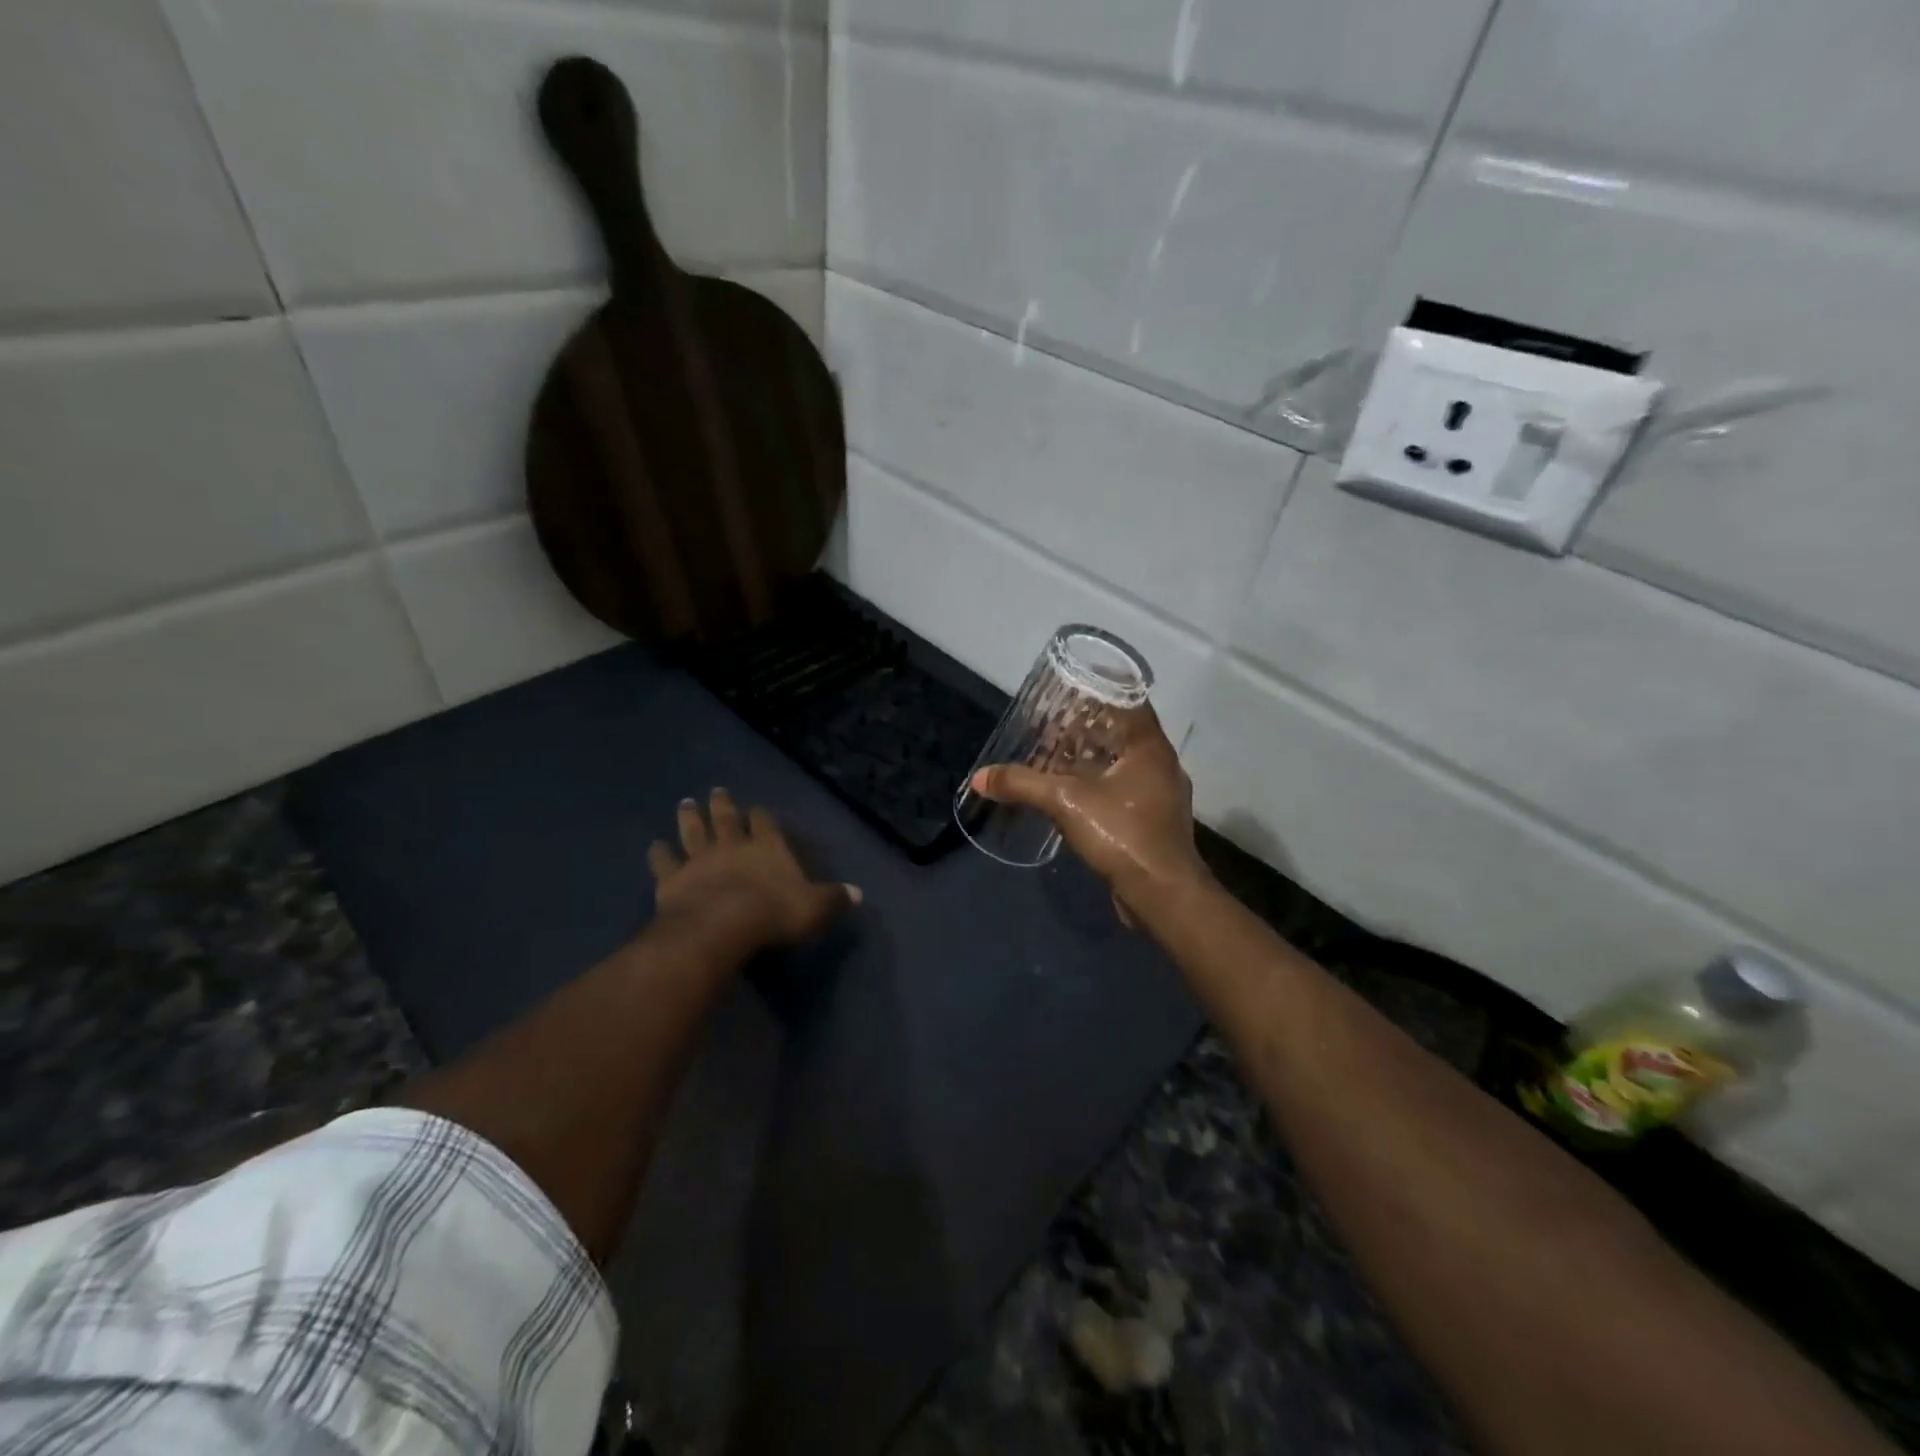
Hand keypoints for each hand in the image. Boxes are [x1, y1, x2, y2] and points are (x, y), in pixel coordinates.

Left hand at [648, 789, 859, 950]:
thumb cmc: (774, 913)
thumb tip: (858, 893)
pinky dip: (659, 854)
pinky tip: (654, 846)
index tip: (758, 809)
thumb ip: (834, 898)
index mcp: (767, 848)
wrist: (721, 926)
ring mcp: (699, 860)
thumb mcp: (815, 908)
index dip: (763, 816)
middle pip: (726, 819)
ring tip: (685, 803)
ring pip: (693, 832)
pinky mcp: (673, 879)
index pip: (766, 824)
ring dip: (689, 818)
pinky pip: (664, 862)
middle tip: (716, 790)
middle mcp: (732, 846)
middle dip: (722, 805)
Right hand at [970, 706, 1211, 921]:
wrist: (1162, 895)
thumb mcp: (1065, 802)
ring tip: (1056, 757)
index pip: (1129, 701)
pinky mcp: (1154, 823)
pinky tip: (1072, 795)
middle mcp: (1161, 765)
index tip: (1070, 689)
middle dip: (1088, 729)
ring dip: (1092, 760)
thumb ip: (1022, 784)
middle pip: (1122, 733)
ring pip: (1123, 765)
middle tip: (1052, 725)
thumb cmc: (1123, 834)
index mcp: (1150, 747)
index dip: (1100, 691)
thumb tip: (980, 777)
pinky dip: (1099, 785)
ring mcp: (1160, 796)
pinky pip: (1123, 791)